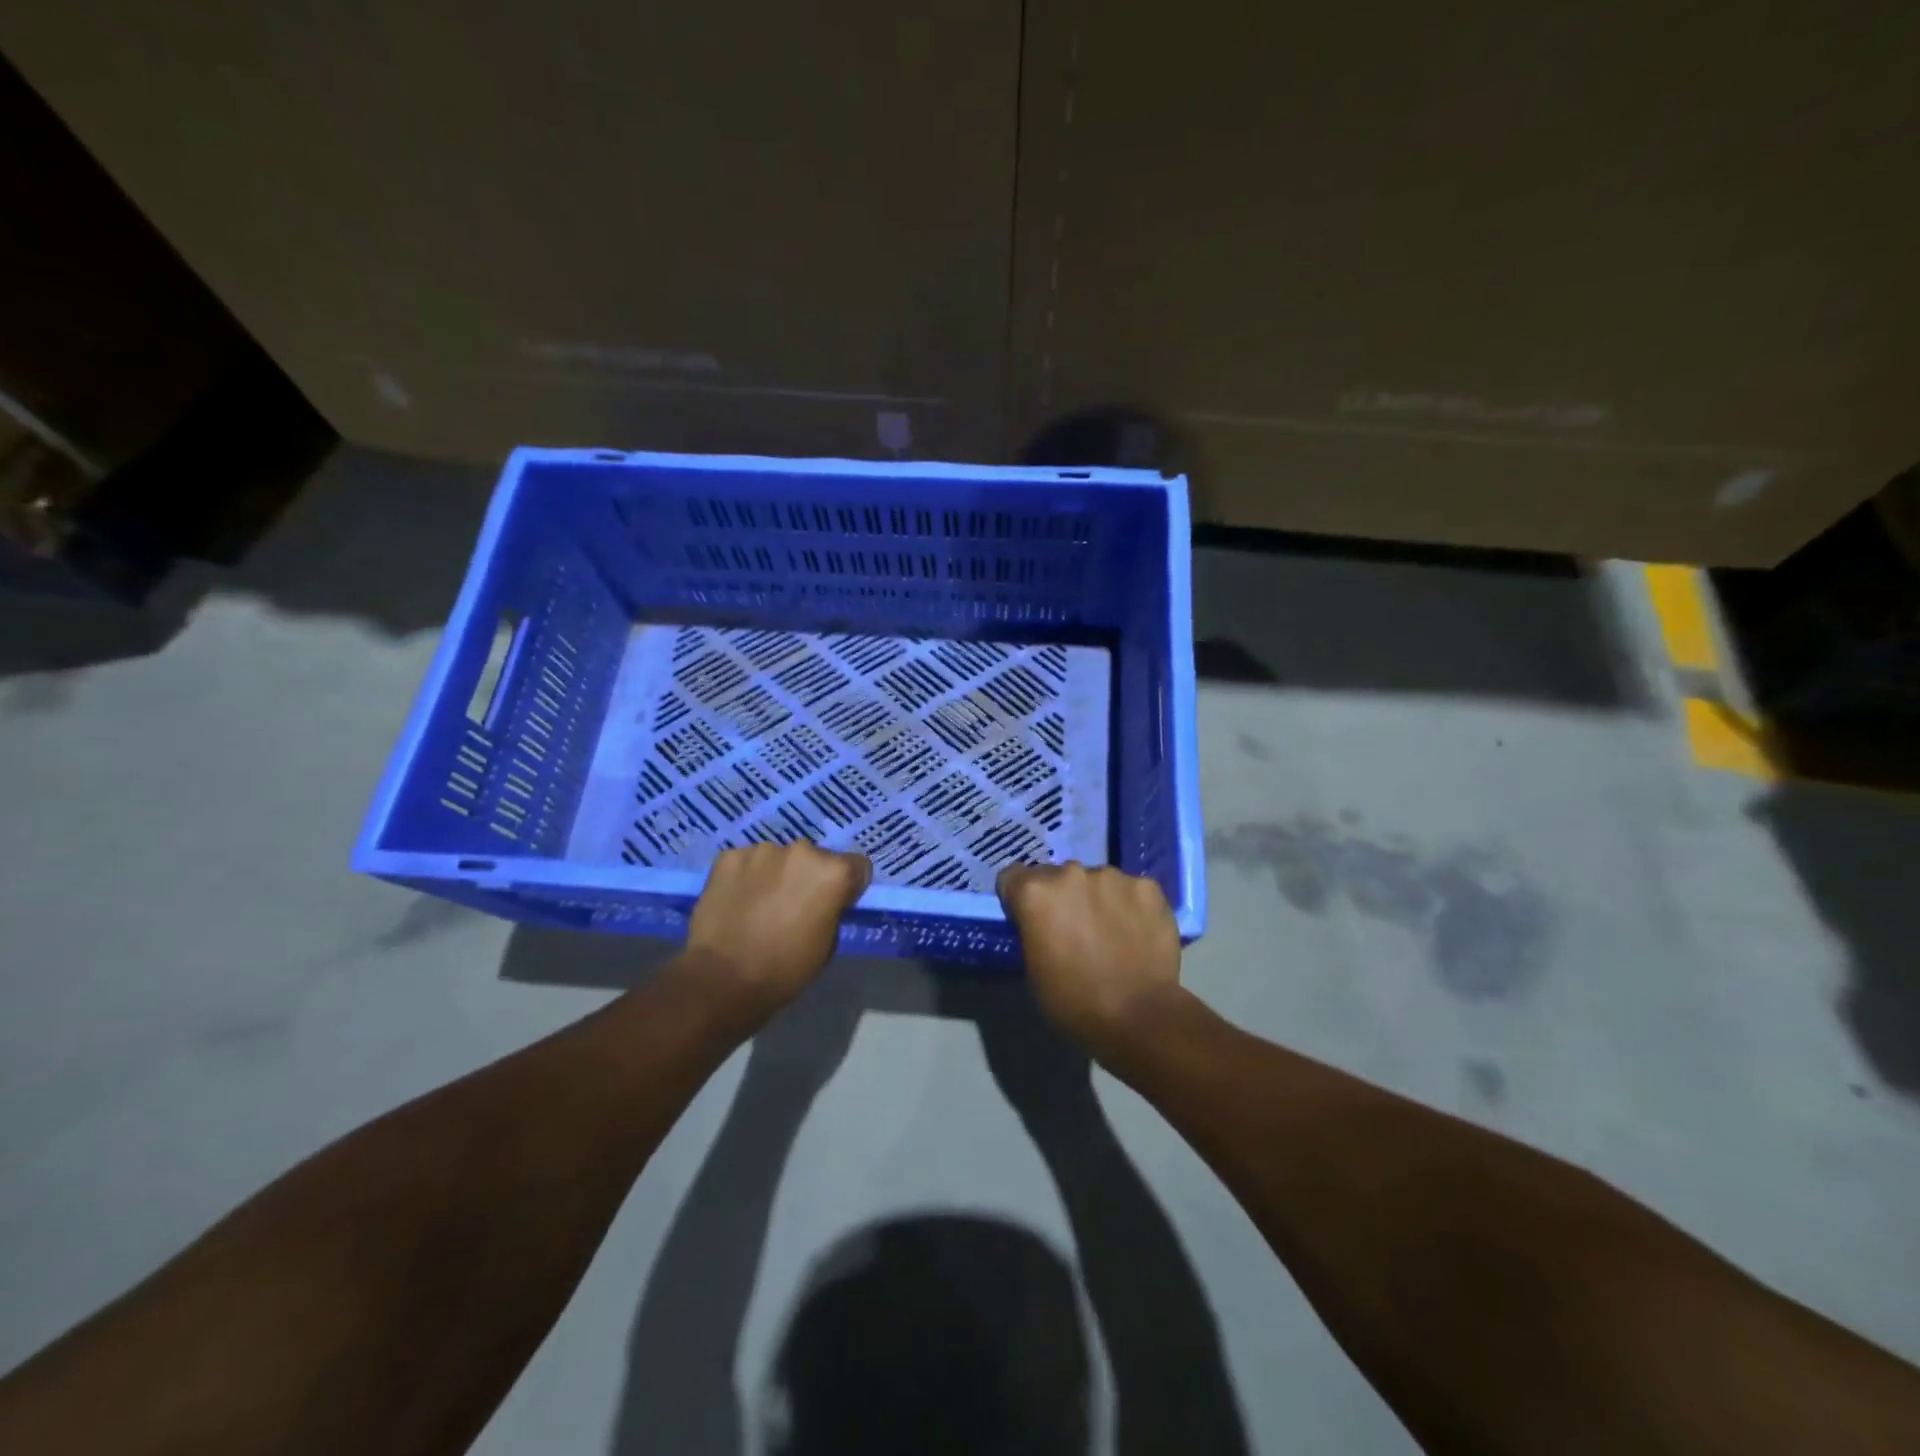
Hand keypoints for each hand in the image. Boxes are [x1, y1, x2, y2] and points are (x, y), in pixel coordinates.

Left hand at [679, 842, 871, 1029]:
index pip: (856, 865)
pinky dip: (746, 877)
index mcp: (833, 872)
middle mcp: (802, 850)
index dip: (848, 886)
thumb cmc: (785, 970)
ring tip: (760, 906)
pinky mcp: (729, 857)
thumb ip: (831, 910)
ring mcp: (762, 850)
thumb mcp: (828, 944)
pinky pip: (747, 862)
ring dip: (776, 875)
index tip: (835, 905)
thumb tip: (821, 902)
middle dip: (808, 877)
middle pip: (815, 858)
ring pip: (778, 858)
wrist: (722, 980)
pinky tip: (737, 903)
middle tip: (793, 907)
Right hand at [996, 862, 1184, 1059]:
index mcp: (1036, 893)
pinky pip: (1131, 890)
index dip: (1019, 899)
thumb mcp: (1033, 968)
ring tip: (1111, 933)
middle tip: (1075, 930)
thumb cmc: (1075, 1001)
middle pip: (1057, 876)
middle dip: (1062, 897)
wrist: (1140, 1016)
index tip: (1030, 920)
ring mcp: (1113, 876)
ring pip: (1097, 880)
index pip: (1013, 877)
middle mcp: (1071, 873)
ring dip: (1097, 899)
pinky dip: (1131, 905)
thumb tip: (1042, 923)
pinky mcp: (1148, 887)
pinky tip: (1138, 932)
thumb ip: (1032, 930)